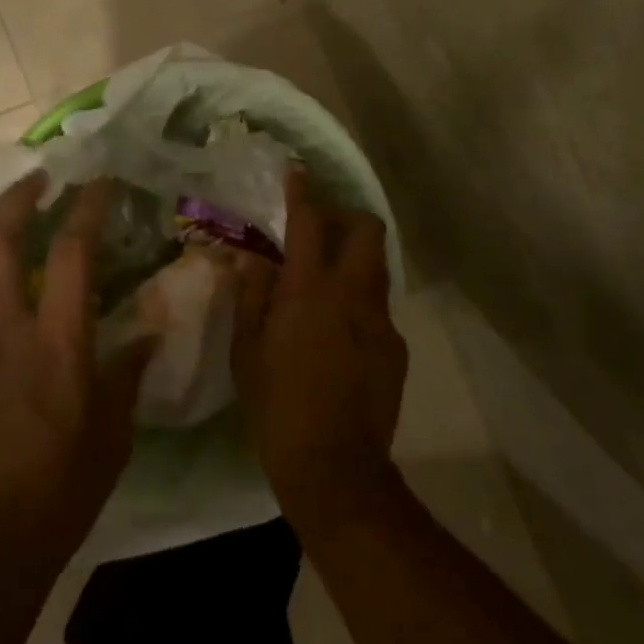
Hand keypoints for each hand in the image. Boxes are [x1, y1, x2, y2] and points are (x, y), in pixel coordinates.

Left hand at [0, 173, 152, 566]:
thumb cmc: (57, 494)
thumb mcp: (112, 437)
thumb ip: (128, 374)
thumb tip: (149, 334)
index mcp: (57, 344)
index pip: (71, 252)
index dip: (87, 206)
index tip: (99, 181)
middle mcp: (4, 332)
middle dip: (17, 199)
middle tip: (37, 181)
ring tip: (3, 225)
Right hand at [231, 170, 408, 528]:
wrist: (337, 470)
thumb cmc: (278, 409)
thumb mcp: (247, 353)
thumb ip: (252, 297)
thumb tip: (253, 259)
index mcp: (311, 290)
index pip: (310, 222)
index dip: (303, 191)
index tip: (297, 172)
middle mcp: (353, 294)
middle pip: (365, 229)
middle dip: (345, 216)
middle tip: (319, 228)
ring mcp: (381, 320)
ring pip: (376, 266)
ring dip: (353, 258)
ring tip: (326, 280)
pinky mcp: (396, 347)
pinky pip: (378, 306)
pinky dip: (359, 301)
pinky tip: (339, 333)